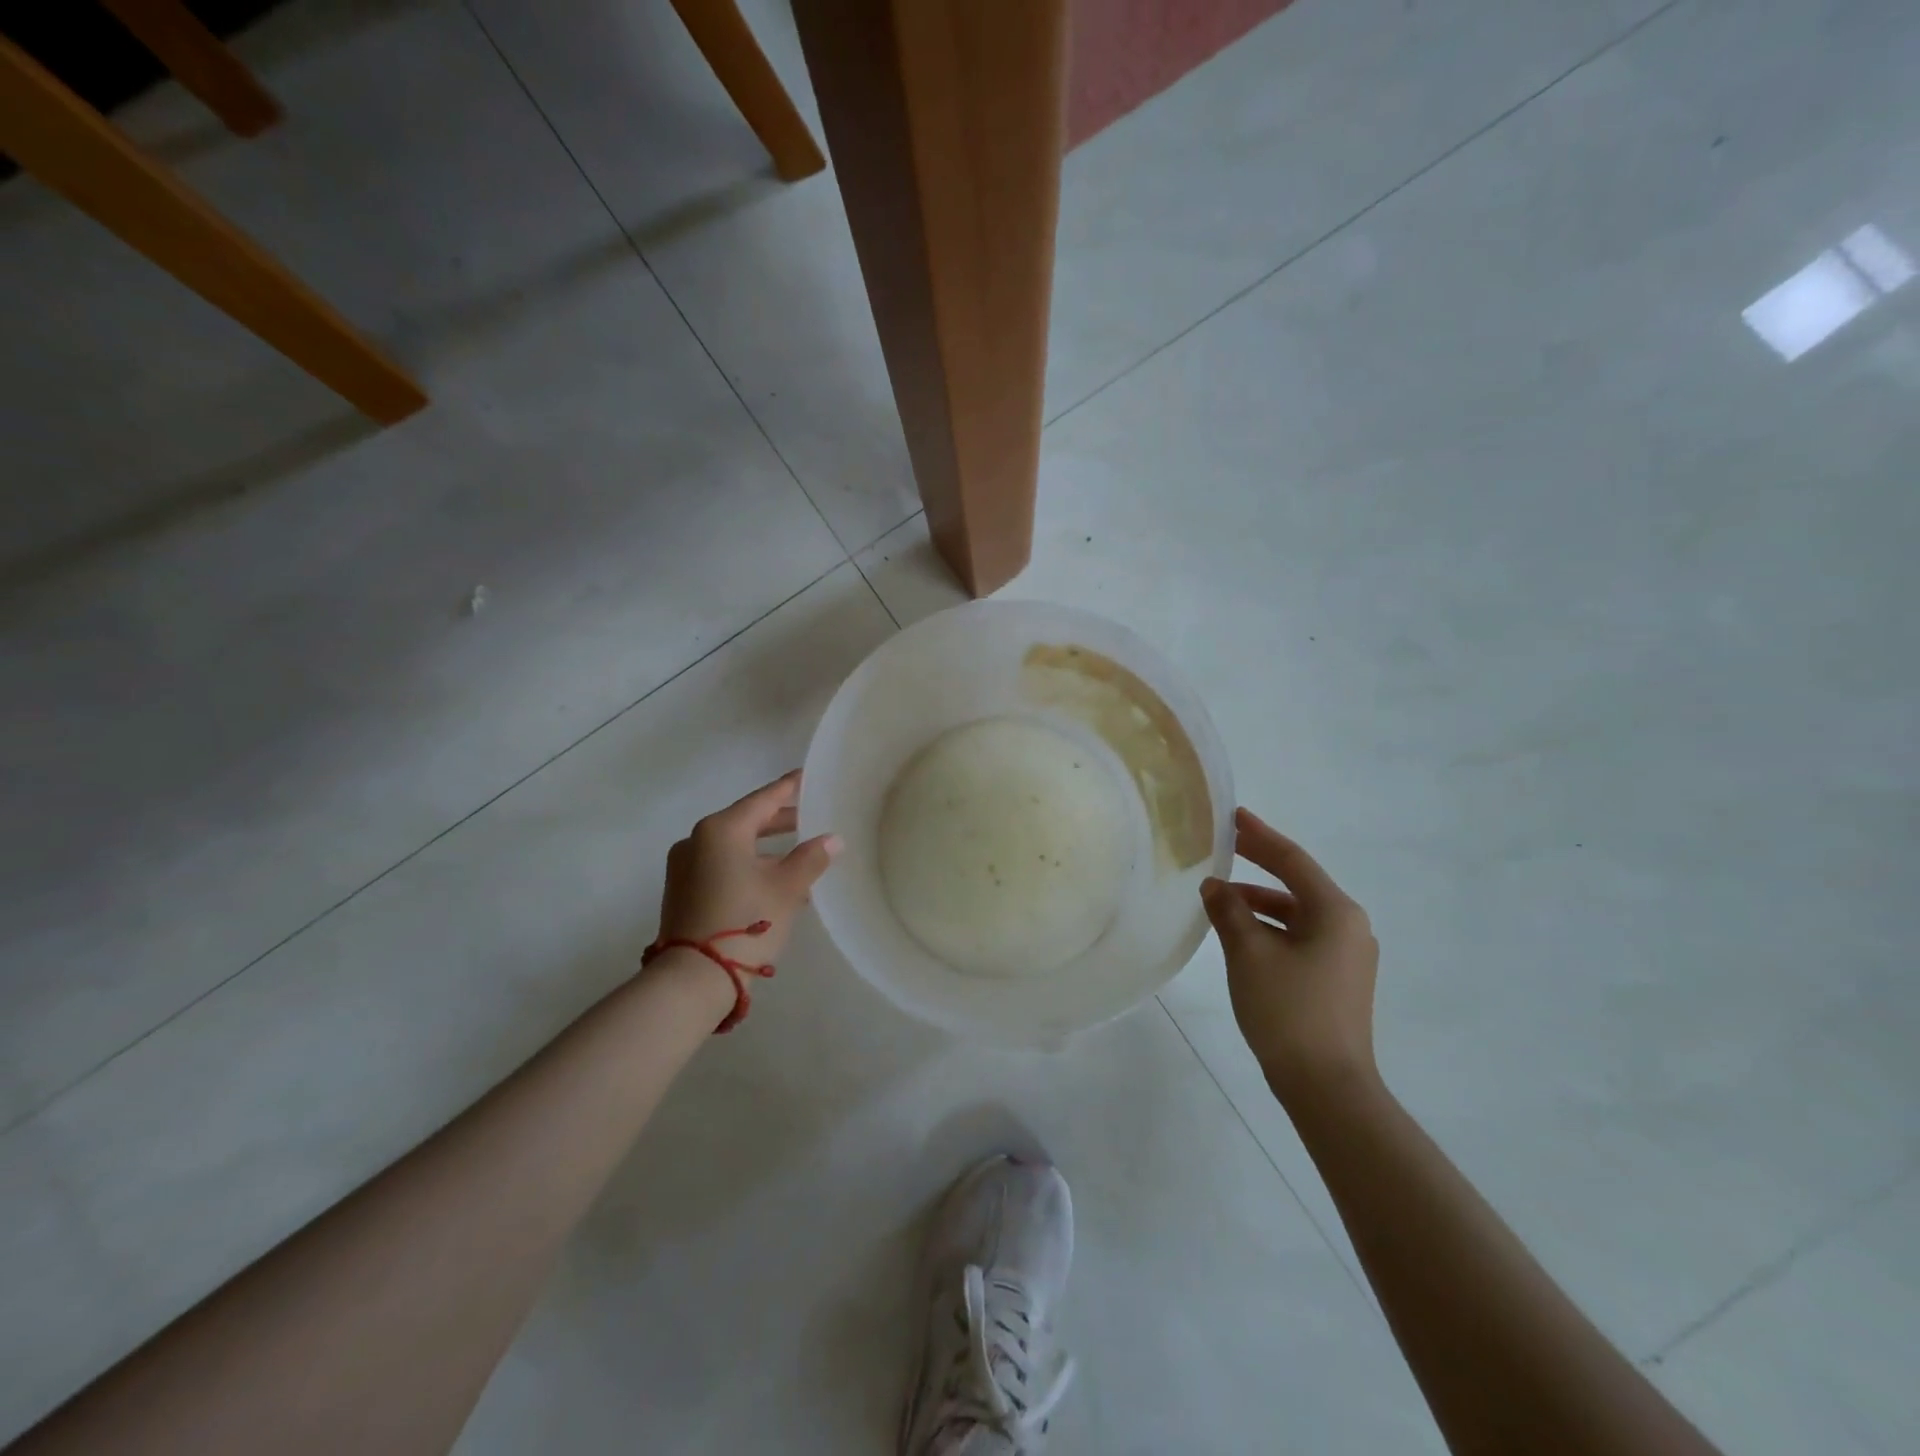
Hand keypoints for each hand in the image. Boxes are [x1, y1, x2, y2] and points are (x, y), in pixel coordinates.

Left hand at [656, 771, 841, 968]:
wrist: (693, 978)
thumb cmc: (746, 922)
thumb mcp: (787, 888)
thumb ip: (810, 858)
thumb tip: (832, 840)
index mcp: (721, 829)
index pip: (763, 800)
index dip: (789, 789)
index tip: (806, 777)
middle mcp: (697, 840)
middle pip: (747, 822)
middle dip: (780, 822)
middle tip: (810, 817)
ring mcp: (686, 866)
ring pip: (735, 847)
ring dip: (766, 850)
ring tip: (800, 857)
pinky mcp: (683, 891)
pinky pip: (723, 866)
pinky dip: (748, 867)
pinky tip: (774, 882)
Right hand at [1200, 808, 1378, 1101]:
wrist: (1327, 1086)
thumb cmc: (1288, 1009)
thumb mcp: (1249, 953)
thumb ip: (1229, 910)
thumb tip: (1214, 885)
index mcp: (1335, 912)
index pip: (1292, 860)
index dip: (1260, 836)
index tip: (1234, 815)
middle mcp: (1347, 926)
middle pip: (1297, 882)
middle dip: (1260, 862)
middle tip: (1225, 843)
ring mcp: (1345, 954)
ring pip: (1296, 912)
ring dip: (1259, 900)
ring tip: (1219, 896)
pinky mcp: (1336, 978)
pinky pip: (1299, 935)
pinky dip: (1269, 926)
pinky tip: (1240, 933)